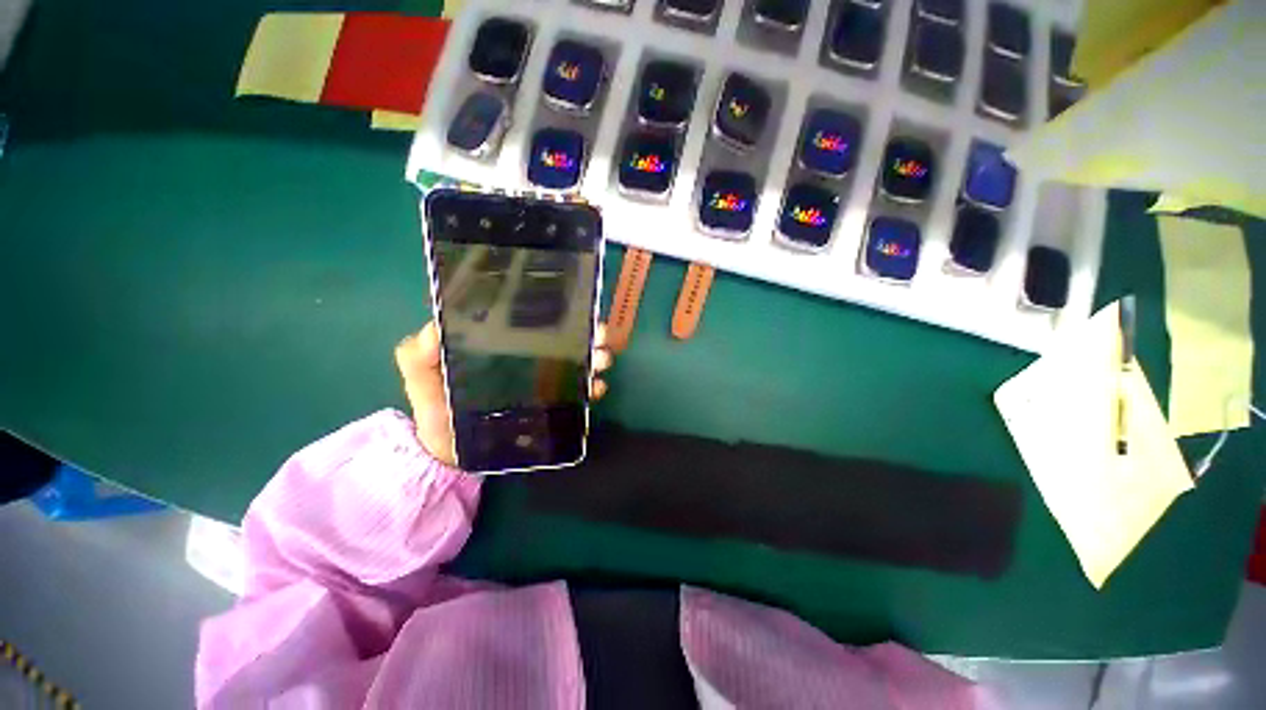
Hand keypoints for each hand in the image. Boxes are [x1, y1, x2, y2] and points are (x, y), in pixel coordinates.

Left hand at [394, 321, 613, 465]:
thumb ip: (418, 354)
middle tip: (600, 337)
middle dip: (586, 335)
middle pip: (563, 342)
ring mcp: (540, 382)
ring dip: (594, 359)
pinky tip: (598, 388)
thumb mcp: (421, 377)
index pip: (533, 322)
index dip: (556, 314)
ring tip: (603, 360)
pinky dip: (590, 388)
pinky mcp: (548, 405)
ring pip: (574, 365)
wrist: (447, 453)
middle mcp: (527, 359)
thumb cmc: (435, 409)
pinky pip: (575, 394)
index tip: (577, 310)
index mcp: (501, 345)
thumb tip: (437, 330)